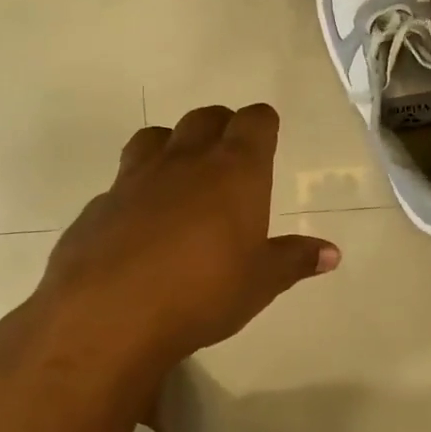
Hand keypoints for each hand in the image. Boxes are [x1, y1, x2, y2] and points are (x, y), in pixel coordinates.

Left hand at [36, 104, 340, 364]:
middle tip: (230, 154)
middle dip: (221, 126)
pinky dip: (137, 188)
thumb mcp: (260, 282)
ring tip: (182, 174)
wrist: (110, 314)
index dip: (263, 124)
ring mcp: (136, 177)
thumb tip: (332, 254)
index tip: (267, 134)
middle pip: (205, 117)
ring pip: (156, 136)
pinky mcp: (99, 204)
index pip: (254, 121)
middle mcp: (185, 160)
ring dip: (173, 144)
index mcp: (234, 170)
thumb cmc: (203, 292)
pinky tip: (140, 221)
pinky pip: (123, 180)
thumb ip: (294, 261)